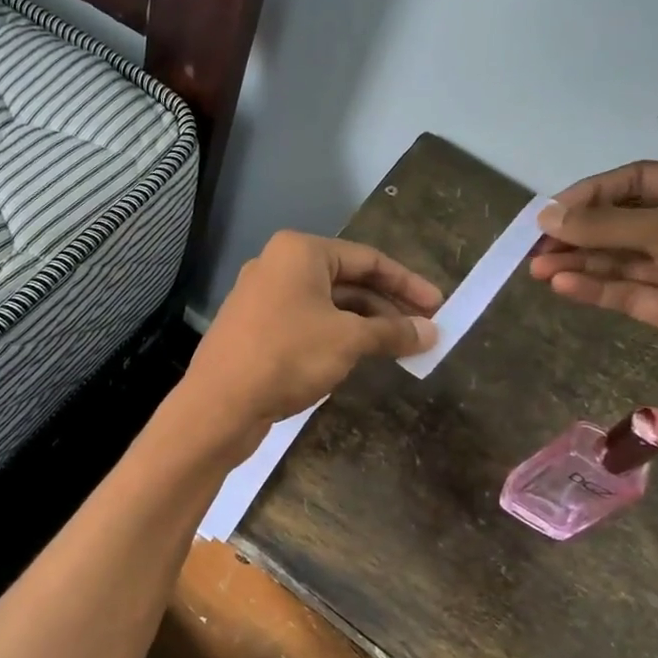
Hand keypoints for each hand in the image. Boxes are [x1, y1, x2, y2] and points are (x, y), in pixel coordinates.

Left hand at [181, 231, 441, 457]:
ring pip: (325, 306)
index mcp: (299, 252)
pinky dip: (335, 337)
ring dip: (363, 325)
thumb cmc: (287, 356)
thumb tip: (431, 332)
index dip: (407, 284)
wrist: (219, 404)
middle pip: (346, 281)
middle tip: (423, 332)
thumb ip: (391, 331)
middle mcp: (277, 266)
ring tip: (397, 349)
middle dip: (386, 307)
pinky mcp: (254, 329)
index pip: (367, 259)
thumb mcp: (348, 341)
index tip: (438, 307)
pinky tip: (357, 359)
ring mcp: (261, 299)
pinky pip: (305, 324)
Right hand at [529, 162, 657, 451]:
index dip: (593, 192)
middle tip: (534, 246)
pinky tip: (561, 286)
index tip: (550, 213)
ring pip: (624, 259)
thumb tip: (547, 215)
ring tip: (536, 269)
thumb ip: (608, 224)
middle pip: (628, 220)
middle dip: (581, 230)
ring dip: (580, 261)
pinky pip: (629, 293)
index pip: (642, 179)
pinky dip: (596, 287)